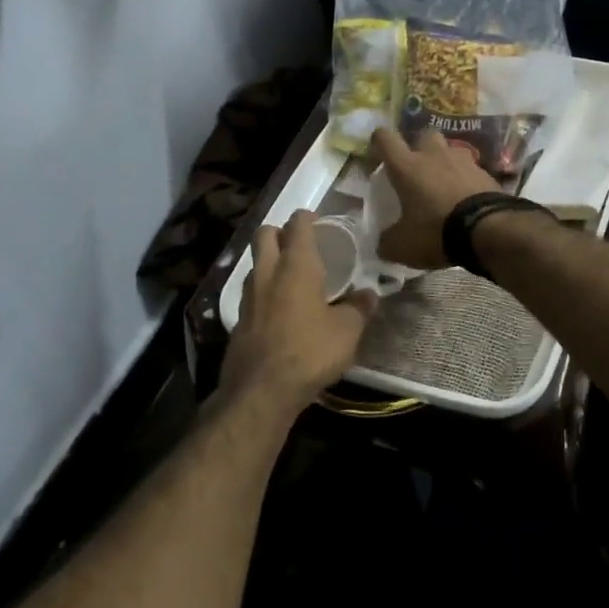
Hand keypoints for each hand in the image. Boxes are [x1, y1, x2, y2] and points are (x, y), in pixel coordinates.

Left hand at [223, 211, 375, 409]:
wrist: (261, 391)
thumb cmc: (310, 351)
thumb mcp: (347, 331)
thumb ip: (359, 308)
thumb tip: (370, 294)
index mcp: (296, 265)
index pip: (297, 225)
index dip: (307, 217)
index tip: (318, 219)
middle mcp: (267, 272)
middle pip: (264, 235)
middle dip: (280, 231)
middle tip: (299, 242)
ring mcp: (248, 296)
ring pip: (255, 263)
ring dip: (269, 261)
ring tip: (291, 275)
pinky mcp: (238, 320)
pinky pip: (251, 293)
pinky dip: (264, 291)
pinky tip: (279, 309)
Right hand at [370, 128, 500, 268]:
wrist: (489, 230)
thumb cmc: (436, 231)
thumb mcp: (403, 246)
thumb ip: (388, 241)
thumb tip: (384, 242)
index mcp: (407, 166)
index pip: (385, 138)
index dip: (379, 141)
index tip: (378, 152)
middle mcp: (434, 156)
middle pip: (424, 135)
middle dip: (419, 147)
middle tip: (417, 169)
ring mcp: (464, 161)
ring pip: (450, 150)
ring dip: (445, 162)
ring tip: (444, 184)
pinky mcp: (486, 173)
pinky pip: (471, 170)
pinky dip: (466, 180)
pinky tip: (466, 198)